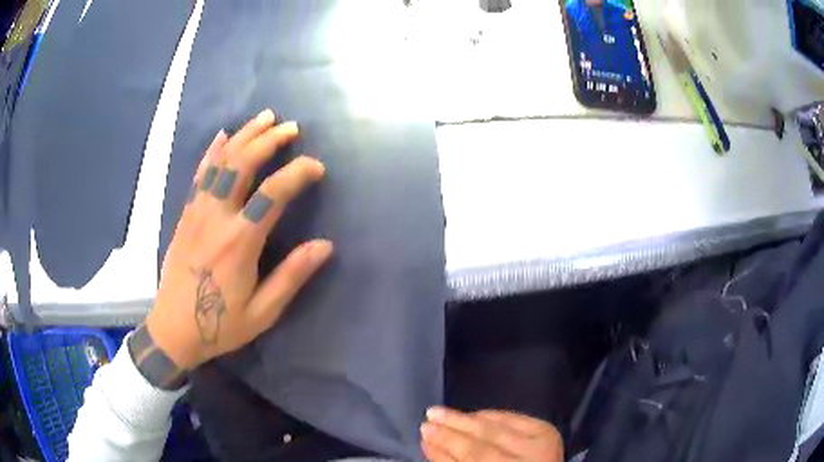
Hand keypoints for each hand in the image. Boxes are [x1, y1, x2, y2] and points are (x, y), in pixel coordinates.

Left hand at [145, 109, 330, 369]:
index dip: (298, 173)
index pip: (273, 194)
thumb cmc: (220, 326)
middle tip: (291, 128)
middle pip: (243, 164)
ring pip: (221, 162)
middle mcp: (216, 218)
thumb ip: (291, 276)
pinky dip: (213, 151)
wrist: (173, 330)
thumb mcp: (263, 312)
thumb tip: (325, 245)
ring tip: (265, 118)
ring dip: (244, 136)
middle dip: (269, 140)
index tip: (317, 166)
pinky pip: (199, 174)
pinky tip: (223, 135)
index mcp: (240, 242)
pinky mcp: (186, 214)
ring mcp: (197, 212)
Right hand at [421, 407, 563, 461]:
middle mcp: (530, 460)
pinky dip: (491, 415)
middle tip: (428, 417)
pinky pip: (513, 417)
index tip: (423, 435)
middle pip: (484, 443)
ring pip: (497, 427)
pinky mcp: (548, 431)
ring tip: (440, 411)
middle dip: (452, 430)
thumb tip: (429, 442)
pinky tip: (472, 413)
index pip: (473, 457)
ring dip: (466, 418)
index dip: (445, 447)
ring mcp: (542, 445)